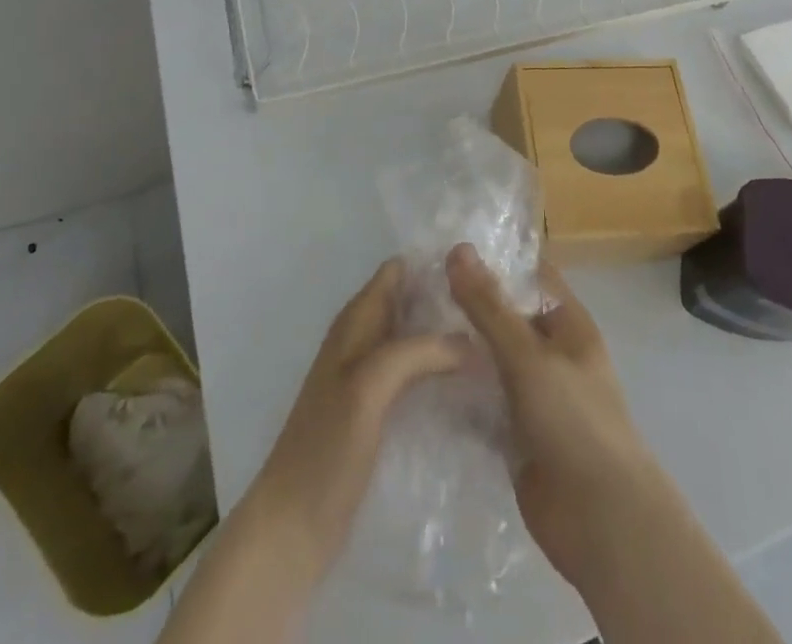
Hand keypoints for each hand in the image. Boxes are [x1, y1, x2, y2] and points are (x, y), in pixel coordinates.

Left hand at [242, 257, 467, 580]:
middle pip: (412, 303)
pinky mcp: (380, 413)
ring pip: (417, 340)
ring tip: (497, 341)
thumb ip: (417, 352)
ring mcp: (371, 378)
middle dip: (448, 301)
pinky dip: (442, 372)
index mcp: (356, 322)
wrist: (293, 526)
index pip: (398, 271)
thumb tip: (474, 341)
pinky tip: (474, 384)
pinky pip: (417, 376)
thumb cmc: (326, 447)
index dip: (433, 264)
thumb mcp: (369, 386)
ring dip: (449, 337)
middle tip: (498, 309)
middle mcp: (364, 340)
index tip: (479, 267)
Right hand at [445, 243, 668, 587]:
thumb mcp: (528, 355)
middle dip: (465, 306)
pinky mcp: (515, 434)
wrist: (600, 521)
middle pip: (504, 318)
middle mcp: (550, 353)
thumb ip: (489, 306)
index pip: (528, 276)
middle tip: (411, 291)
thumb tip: (457, 249)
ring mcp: (533, 396)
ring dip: (457, 351)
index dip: (492, 260)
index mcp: (567, 323)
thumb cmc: (574, 420)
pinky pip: (481, 403)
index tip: (443, 248)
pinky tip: (415, 381)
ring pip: (489, 361)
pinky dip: (457, 394)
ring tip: (405, 330)